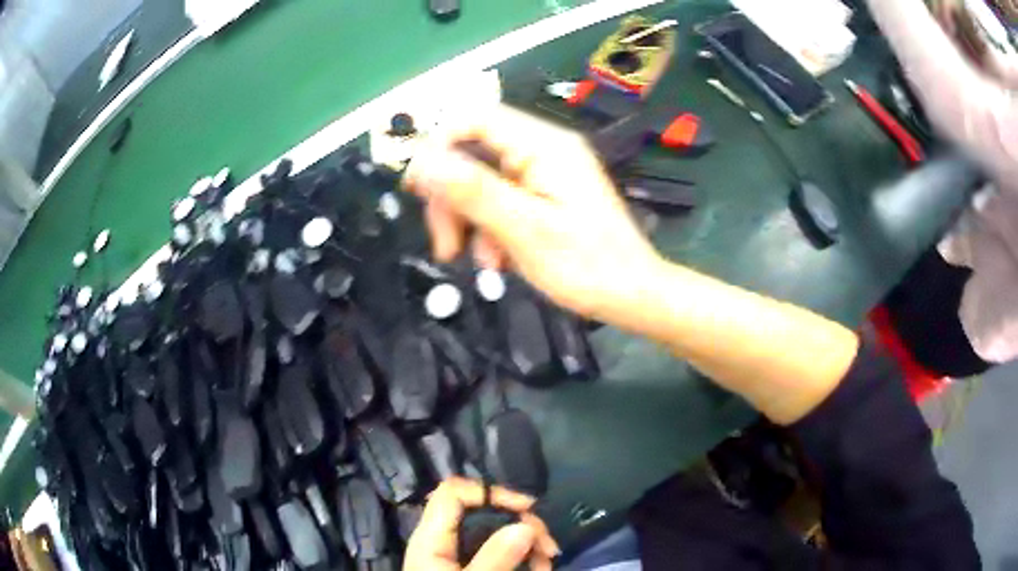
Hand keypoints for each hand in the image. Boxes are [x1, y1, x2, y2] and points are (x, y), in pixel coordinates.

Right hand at [403, 104, 663, 321]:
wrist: (632, 296)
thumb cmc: (587, 266)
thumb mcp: (524, 230)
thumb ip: (473, 191)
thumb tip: (422, 160)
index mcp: (544, 145)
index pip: (475, 118)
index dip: (438, 146)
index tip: (417, 189)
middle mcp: (543, 149)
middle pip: (473, 153)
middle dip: (452, 198)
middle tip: (448, 247)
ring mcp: (545, 171)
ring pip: (481, 180)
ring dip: (470, 220)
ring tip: (485, 263)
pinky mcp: (545, 193)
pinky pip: (500, 199)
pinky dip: (489, 228)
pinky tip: (499, 260)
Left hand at [403, 478, 558, 570]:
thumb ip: (494, 559)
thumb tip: (525, 525)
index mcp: (432, 539)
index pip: (453, 492)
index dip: (490, 492)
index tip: (528, 509)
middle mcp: (444, 539)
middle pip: (483, 510)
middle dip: (522, 524)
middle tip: (548, 548)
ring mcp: (458, 552)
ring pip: (498, 531)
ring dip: (529, 544)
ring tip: (546, 565)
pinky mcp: (472, 564)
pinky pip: (501, 550)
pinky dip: (523, 557)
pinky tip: (538, 570)